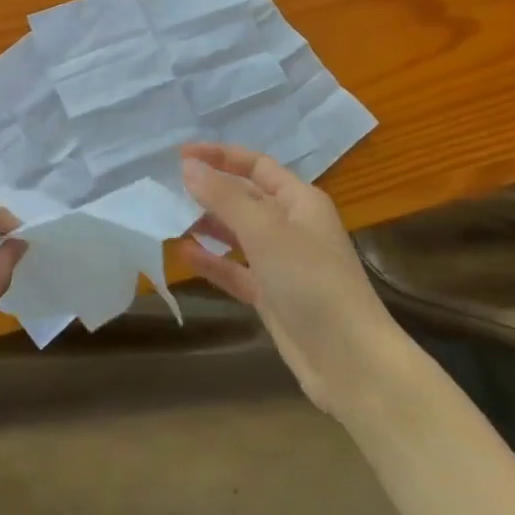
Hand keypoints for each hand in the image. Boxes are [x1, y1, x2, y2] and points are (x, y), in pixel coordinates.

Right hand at [181, 144, 400, 416]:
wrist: (348, 360)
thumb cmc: (310, 280)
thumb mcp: (264, 230)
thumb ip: (224, 196)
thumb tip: (188, 166)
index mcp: (299, 200)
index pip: (256, 165)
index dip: (220, 156)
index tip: (180, 154)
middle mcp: (291, 226)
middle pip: (244, 198)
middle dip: (209, 190)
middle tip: (167, 188)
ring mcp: (281, 262)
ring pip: (237, 234)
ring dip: (206, 225)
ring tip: (168, 218)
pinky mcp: (271, 295)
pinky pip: (235, 269)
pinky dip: (211, 260)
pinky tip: (182, 253)